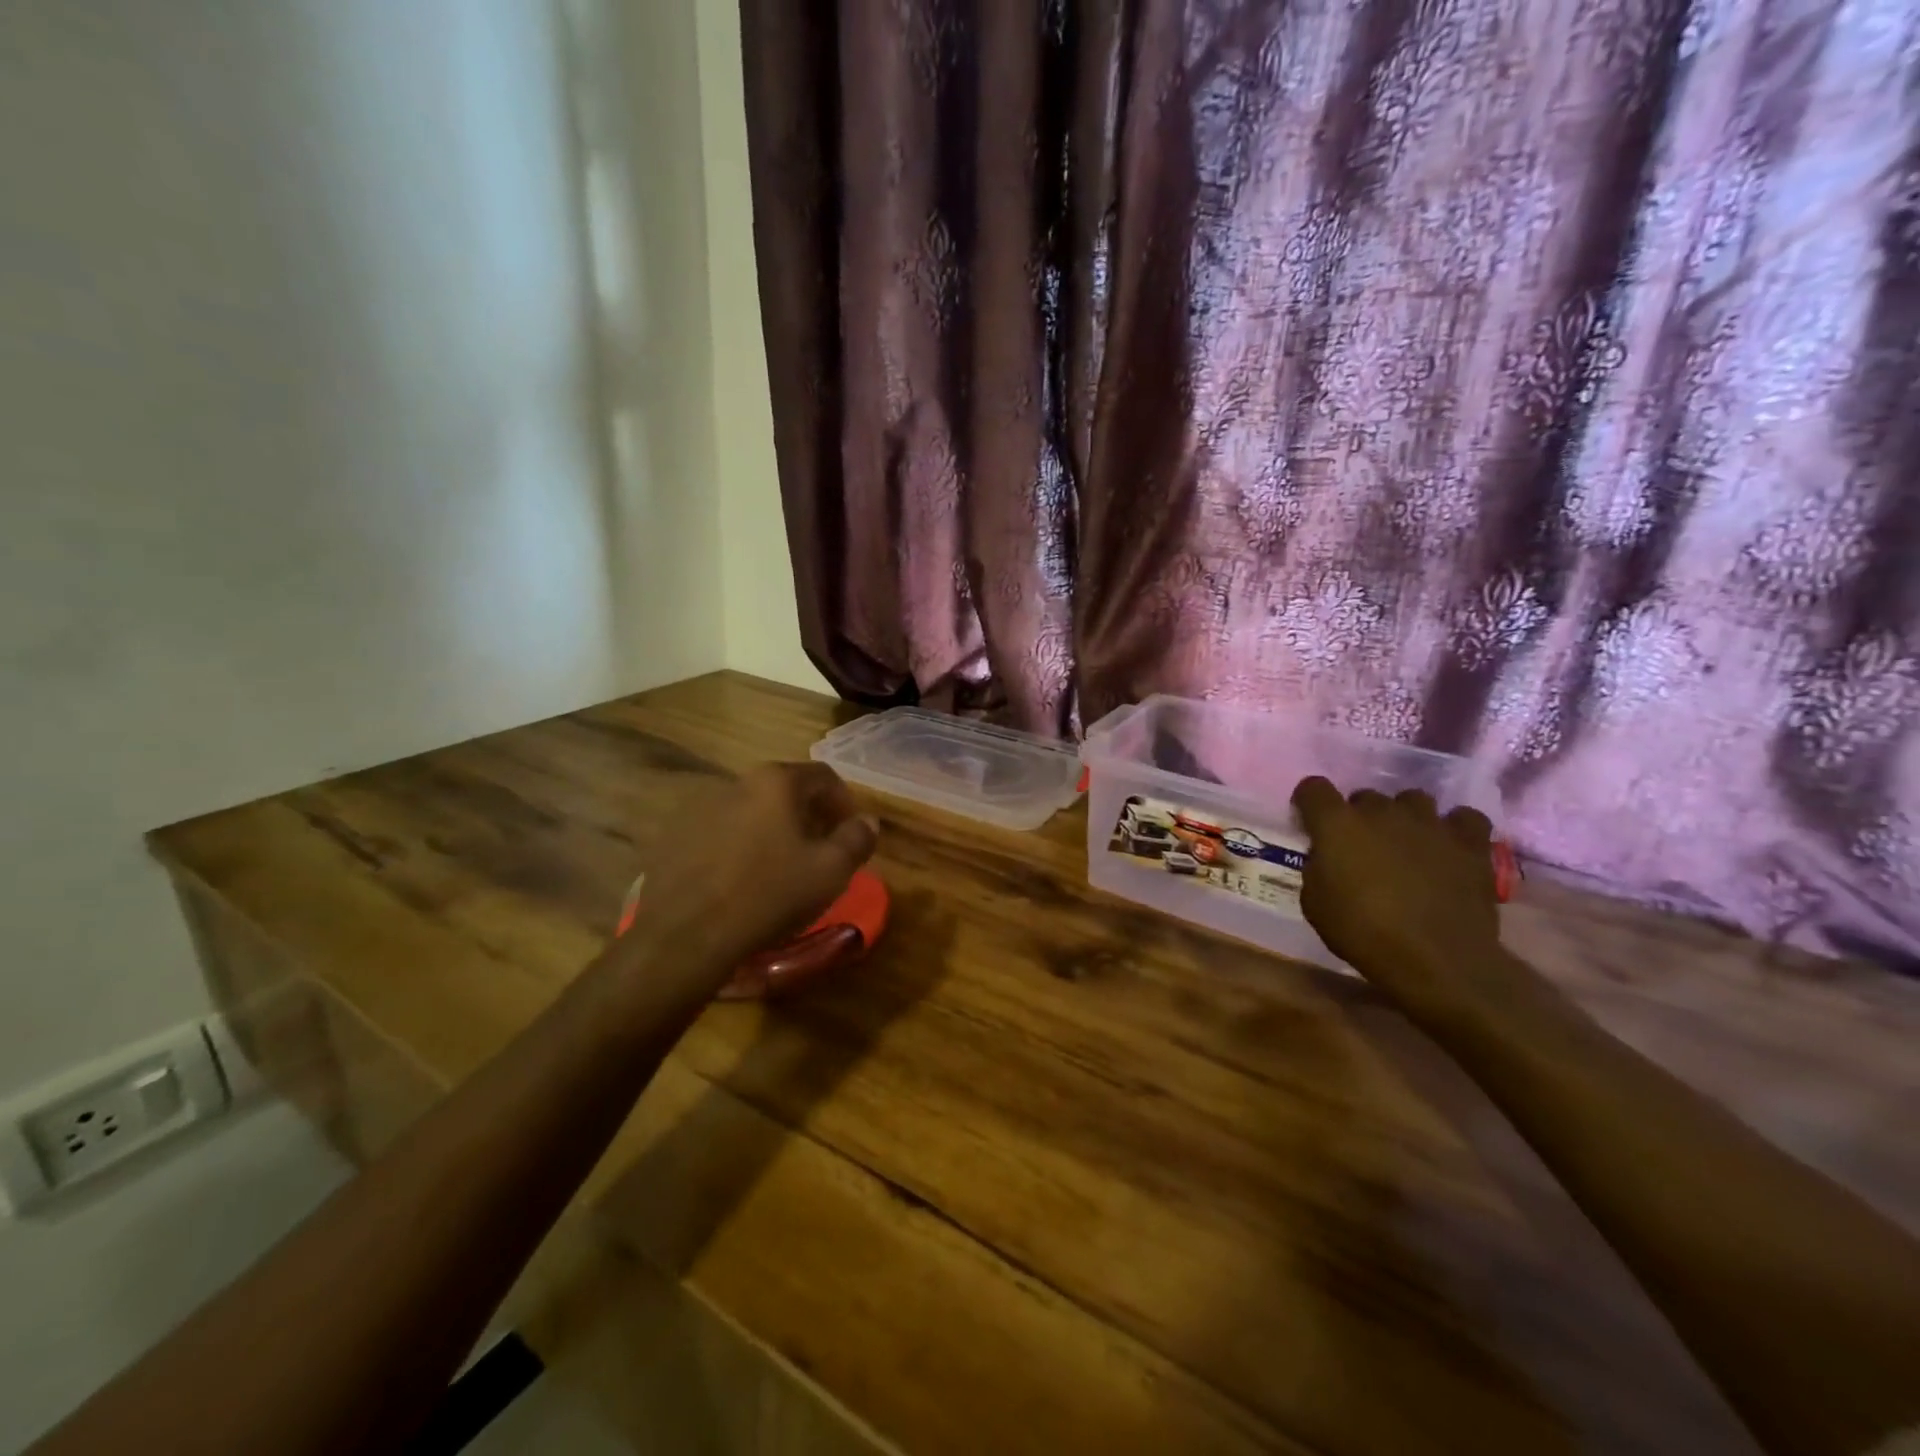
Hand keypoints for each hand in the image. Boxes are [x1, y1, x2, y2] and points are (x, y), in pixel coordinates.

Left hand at [626, 762, 878, 992]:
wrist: (685, 936)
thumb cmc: (768, 895)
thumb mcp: (830, 871)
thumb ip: (857, 839)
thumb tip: (867, 821)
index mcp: (776, 782)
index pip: (824, 776)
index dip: (844, 802)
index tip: (851, 833)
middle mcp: (735, 782)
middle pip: (784, 791)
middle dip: (808, 816)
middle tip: (820, 851)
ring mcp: (699, 808)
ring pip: (750, 812)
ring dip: (771, 831)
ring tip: (779, 869)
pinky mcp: (673, 837)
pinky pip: (719, 834)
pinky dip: (738, 847)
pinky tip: (740, 881)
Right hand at [1291, 777, 1501, 1022]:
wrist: (1436, 959)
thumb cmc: (1363, 933)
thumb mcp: (1315, 904)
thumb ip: (1318, 868)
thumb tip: (1328, 857)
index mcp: (1337, 823)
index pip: (1313, 788)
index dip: (1309, 803)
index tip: (1311, 822)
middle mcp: (1381, 811)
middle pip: (1365, 796)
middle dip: (1360, 817)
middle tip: (1362, 847)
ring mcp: (1429, 823)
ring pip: (1413, 800)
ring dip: (1404, 818)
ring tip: (1407, 844)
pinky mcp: (1469, 842)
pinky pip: (1463, 818)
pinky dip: (1455, 828)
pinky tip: (1448, 847)